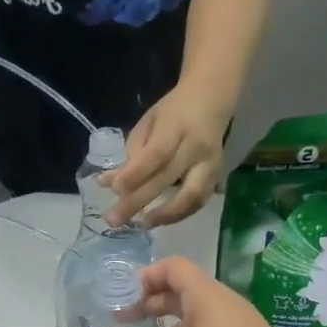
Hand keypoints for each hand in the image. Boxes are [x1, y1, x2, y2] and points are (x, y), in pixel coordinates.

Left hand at [107, 84, 228, 228]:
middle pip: (167, 178)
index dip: (135, 174)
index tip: (115, 190)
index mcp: (176, 126)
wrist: (211, 100)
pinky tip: (159, 220)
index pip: (155, 154)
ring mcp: (211, 164)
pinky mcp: (218, 177)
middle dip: (138, 202)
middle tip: (114, 219)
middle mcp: (196, 147)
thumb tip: (109, 184)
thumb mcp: (148, 123)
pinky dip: (179, 215)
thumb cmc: (172, 112)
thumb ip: (131, 153)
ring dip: (165, 215)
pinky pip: (198, 202)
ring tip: (141, 225)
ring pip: (191, 197)